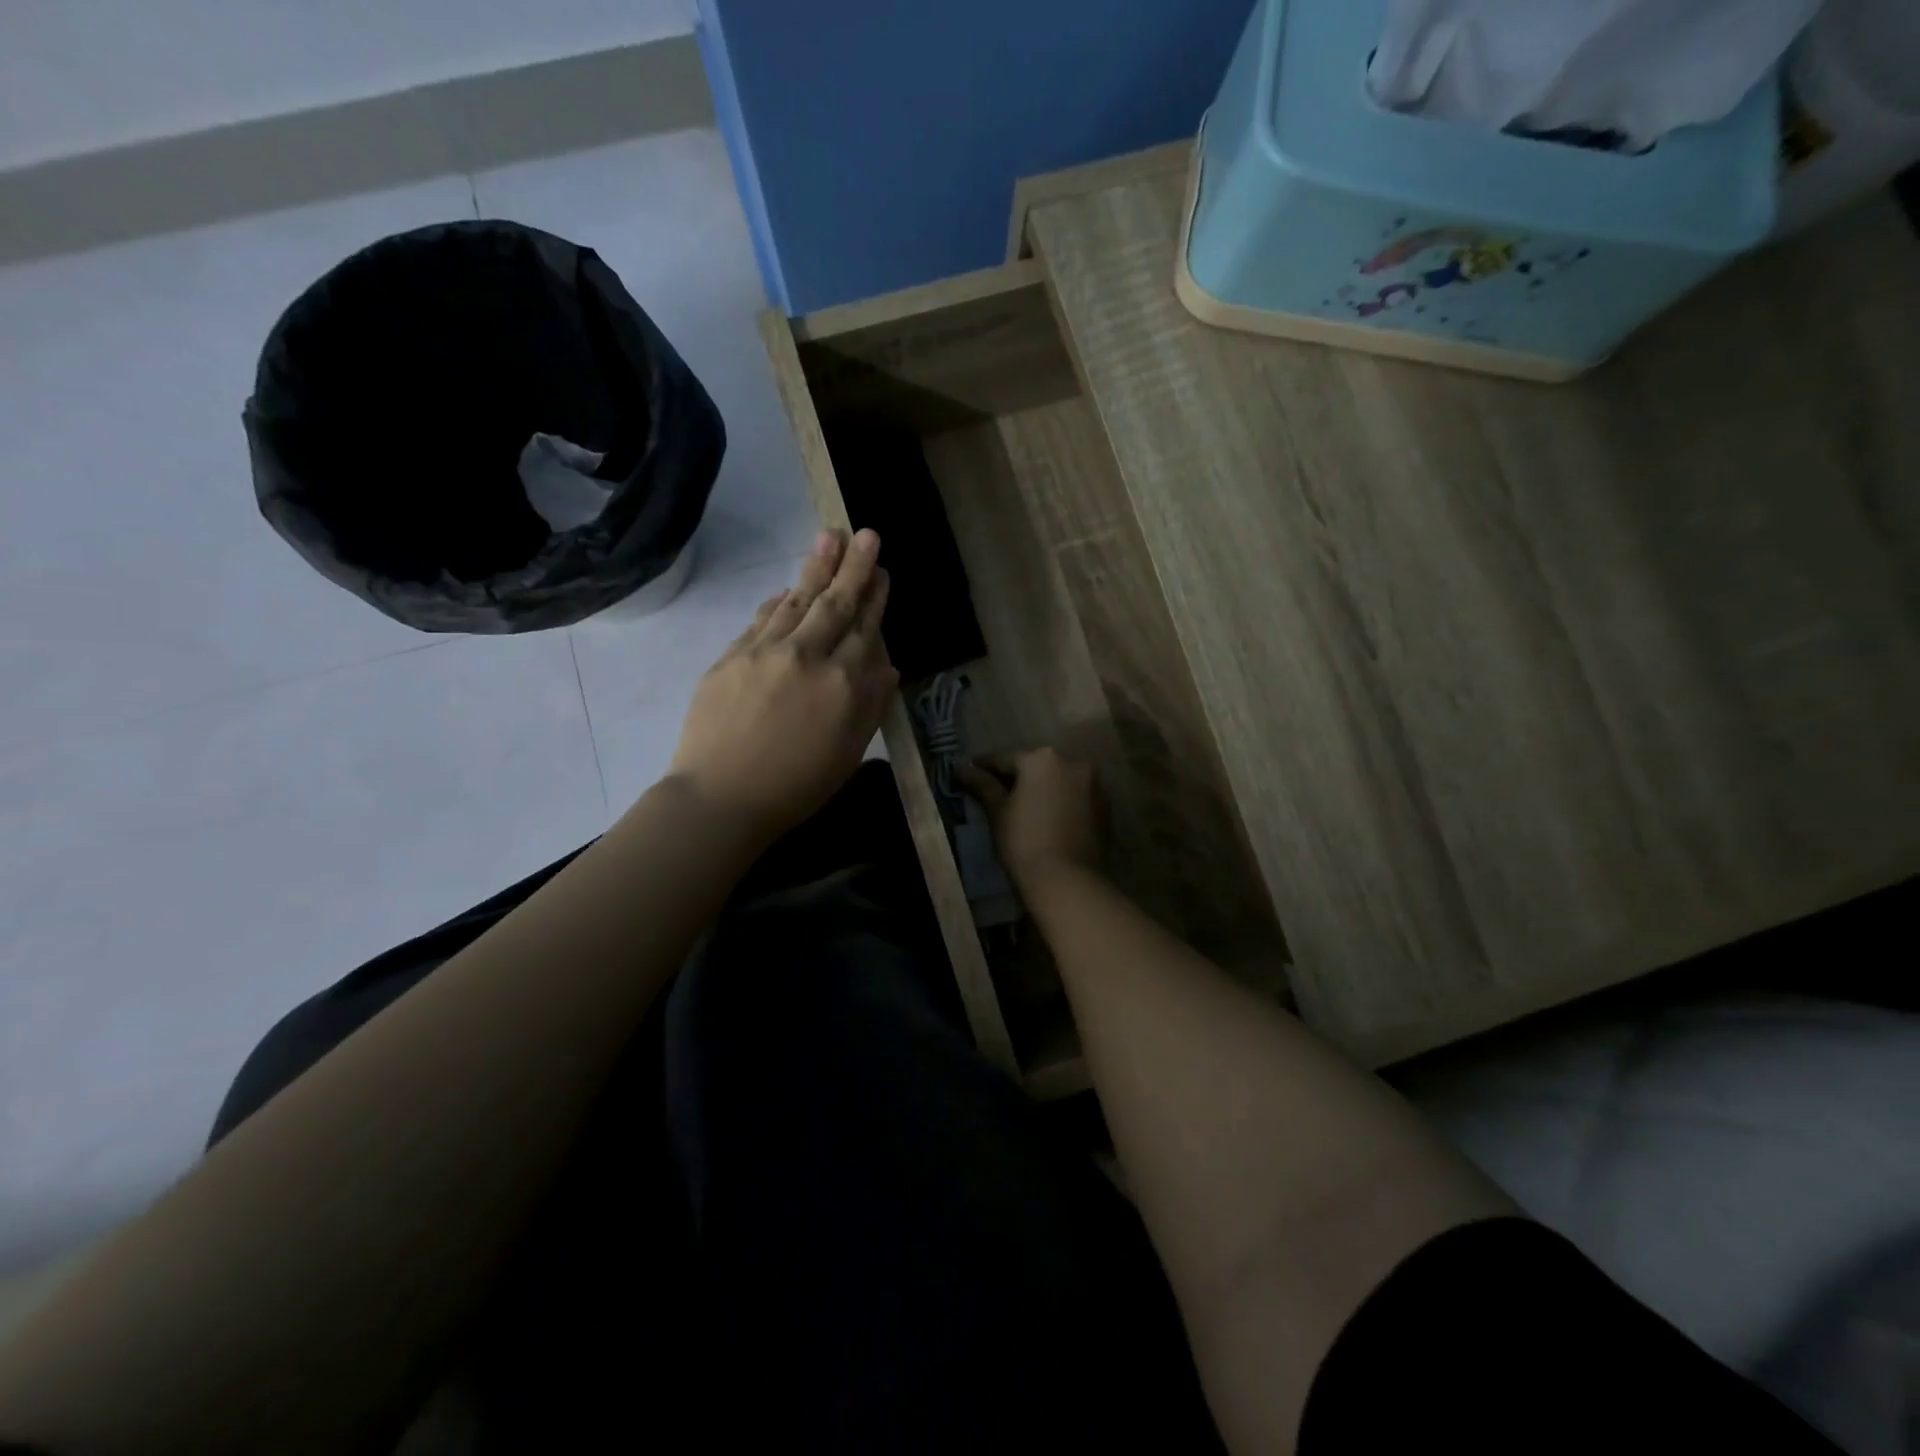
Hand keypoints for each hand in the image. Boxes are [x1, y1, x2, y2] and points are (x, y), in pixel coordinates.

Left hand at [669, 529, 896, 840]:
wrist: (722, 798)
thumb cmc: (796, 787)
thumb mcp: (848, 752)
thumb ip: (870, 704)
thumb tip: (887, 666)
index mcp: (843, 683)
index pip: (865, 629)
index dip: (876, 598)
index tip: (883, 571)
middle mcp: (808, 656)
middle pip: (835, 603)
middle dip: (854, 567)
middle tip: (865, 533)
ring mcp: (765, 651)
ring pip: (797, 601)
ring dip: (816, 567)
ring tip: (830, 537)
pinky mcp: (731, 657)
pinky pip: (761, 619)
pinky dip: (777, 600)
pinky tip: (785, 587)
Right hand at [954, 748, 1100, 886]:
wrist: (1068, 880)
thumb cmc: (1024, 841)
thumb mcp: (998, 811)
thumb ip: (982, 784)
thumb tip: (961, 768)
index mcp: (1042, 758)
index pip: (1005, 759)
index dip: (984, 766)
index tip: (968, 771)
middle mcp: (1073, 762)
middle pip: (1036, 765)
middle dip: (1017, 776)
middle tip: (995, 790)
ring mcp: (1094, 783)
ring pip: (1058, 780)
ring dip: (1041, 787)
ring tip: (1022, 805)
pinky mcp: (1105, 806)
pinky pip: (1075, 796)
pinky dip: (1060, 801)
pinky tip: (1047, 817)